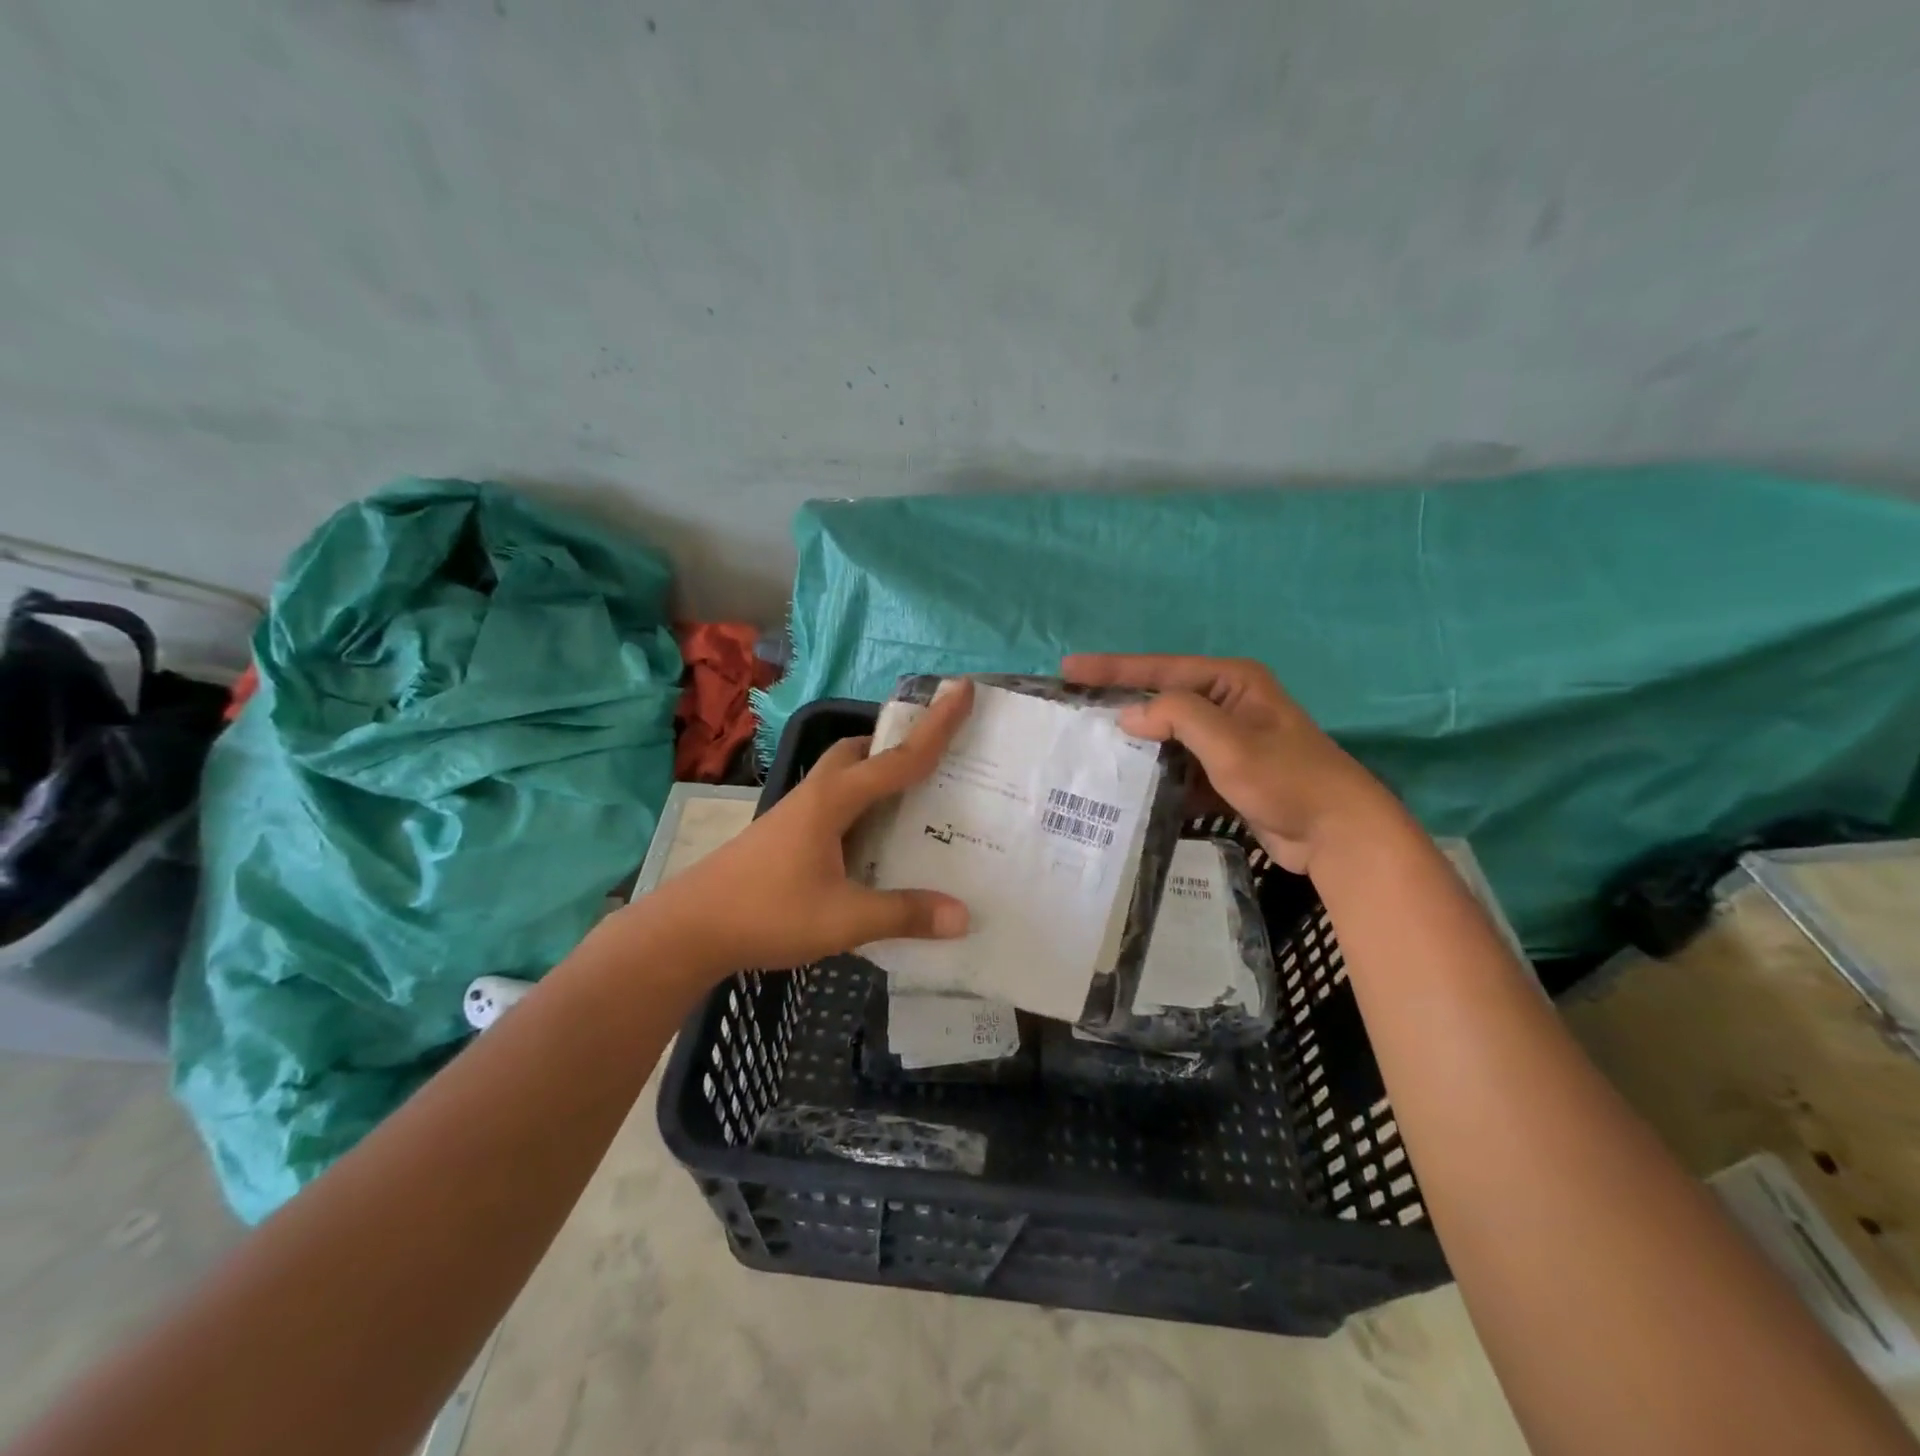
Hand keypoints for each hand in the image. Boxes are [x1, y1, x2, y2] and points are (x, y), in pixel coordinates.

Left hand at [644, 681, 975, 976]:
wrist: (688, 929)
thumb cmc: (766, 913)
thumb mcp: (843, 919)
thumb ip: (903, 914)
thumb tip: (963, 916)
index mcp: (834, 800)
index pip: (898, 757)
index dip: (937, 725)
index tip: (964, 688)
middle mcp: (815, 795)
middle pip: (859, 751)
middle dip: (896, 744)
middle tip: (933, 758)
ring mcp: (795, 814)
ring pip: (842, 776)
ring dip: (875, 774)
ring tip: (910, 799)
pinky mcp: (784, 835)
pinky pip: (833, 804)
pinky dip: (860, 806)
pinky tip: (871, 842)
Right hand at [1063, 654, 1395, 874]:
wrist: (1336, 834)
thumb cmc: (1286, 778)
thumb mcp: (1230, 741)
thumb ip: (1178, 717)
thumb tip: (1130, 716)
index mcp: (1231, 682)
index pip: (1161, 669)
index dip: (1112, 669)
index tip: (1068, 670)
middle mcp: (1227, 704)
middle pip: (1160, 700)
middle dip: (1119, 705)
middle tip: (1072, 708)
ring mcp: (1226, 741)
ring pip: (1167, 737)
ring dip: (1134, 746)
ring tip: (1089, 750)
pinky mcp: (1224, 774)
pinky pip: (1179, 767)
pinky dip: (1155, 775)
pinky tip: (1125, 786)